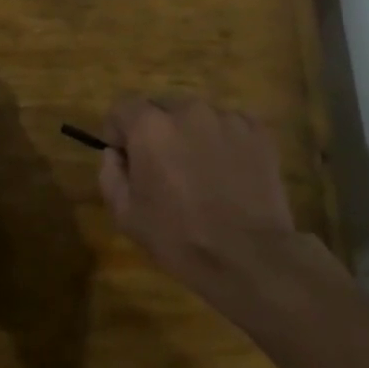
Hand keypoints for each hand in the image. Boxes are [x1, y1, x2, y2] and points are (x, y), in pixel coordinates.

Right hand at [99, 97, 324, 298]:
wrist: (250, 258)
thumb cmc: (179, 238)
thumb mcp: (125, 215)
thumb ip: (110, 174)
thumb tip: (115, 153)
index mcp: (150, 126)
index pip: (123, 108)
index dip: (119, 132)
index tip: (127, 158)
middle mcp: (187, 110)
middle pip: (161, 109)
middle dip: (156, 132)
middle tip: (165, 169)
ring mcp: (226, 118)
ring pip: (197, 117)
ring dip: (191, 135)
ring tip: (202, 173)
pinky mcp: (258, 131)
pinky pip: (229, 126)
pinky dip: (224, 141)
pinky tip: (229, 173)